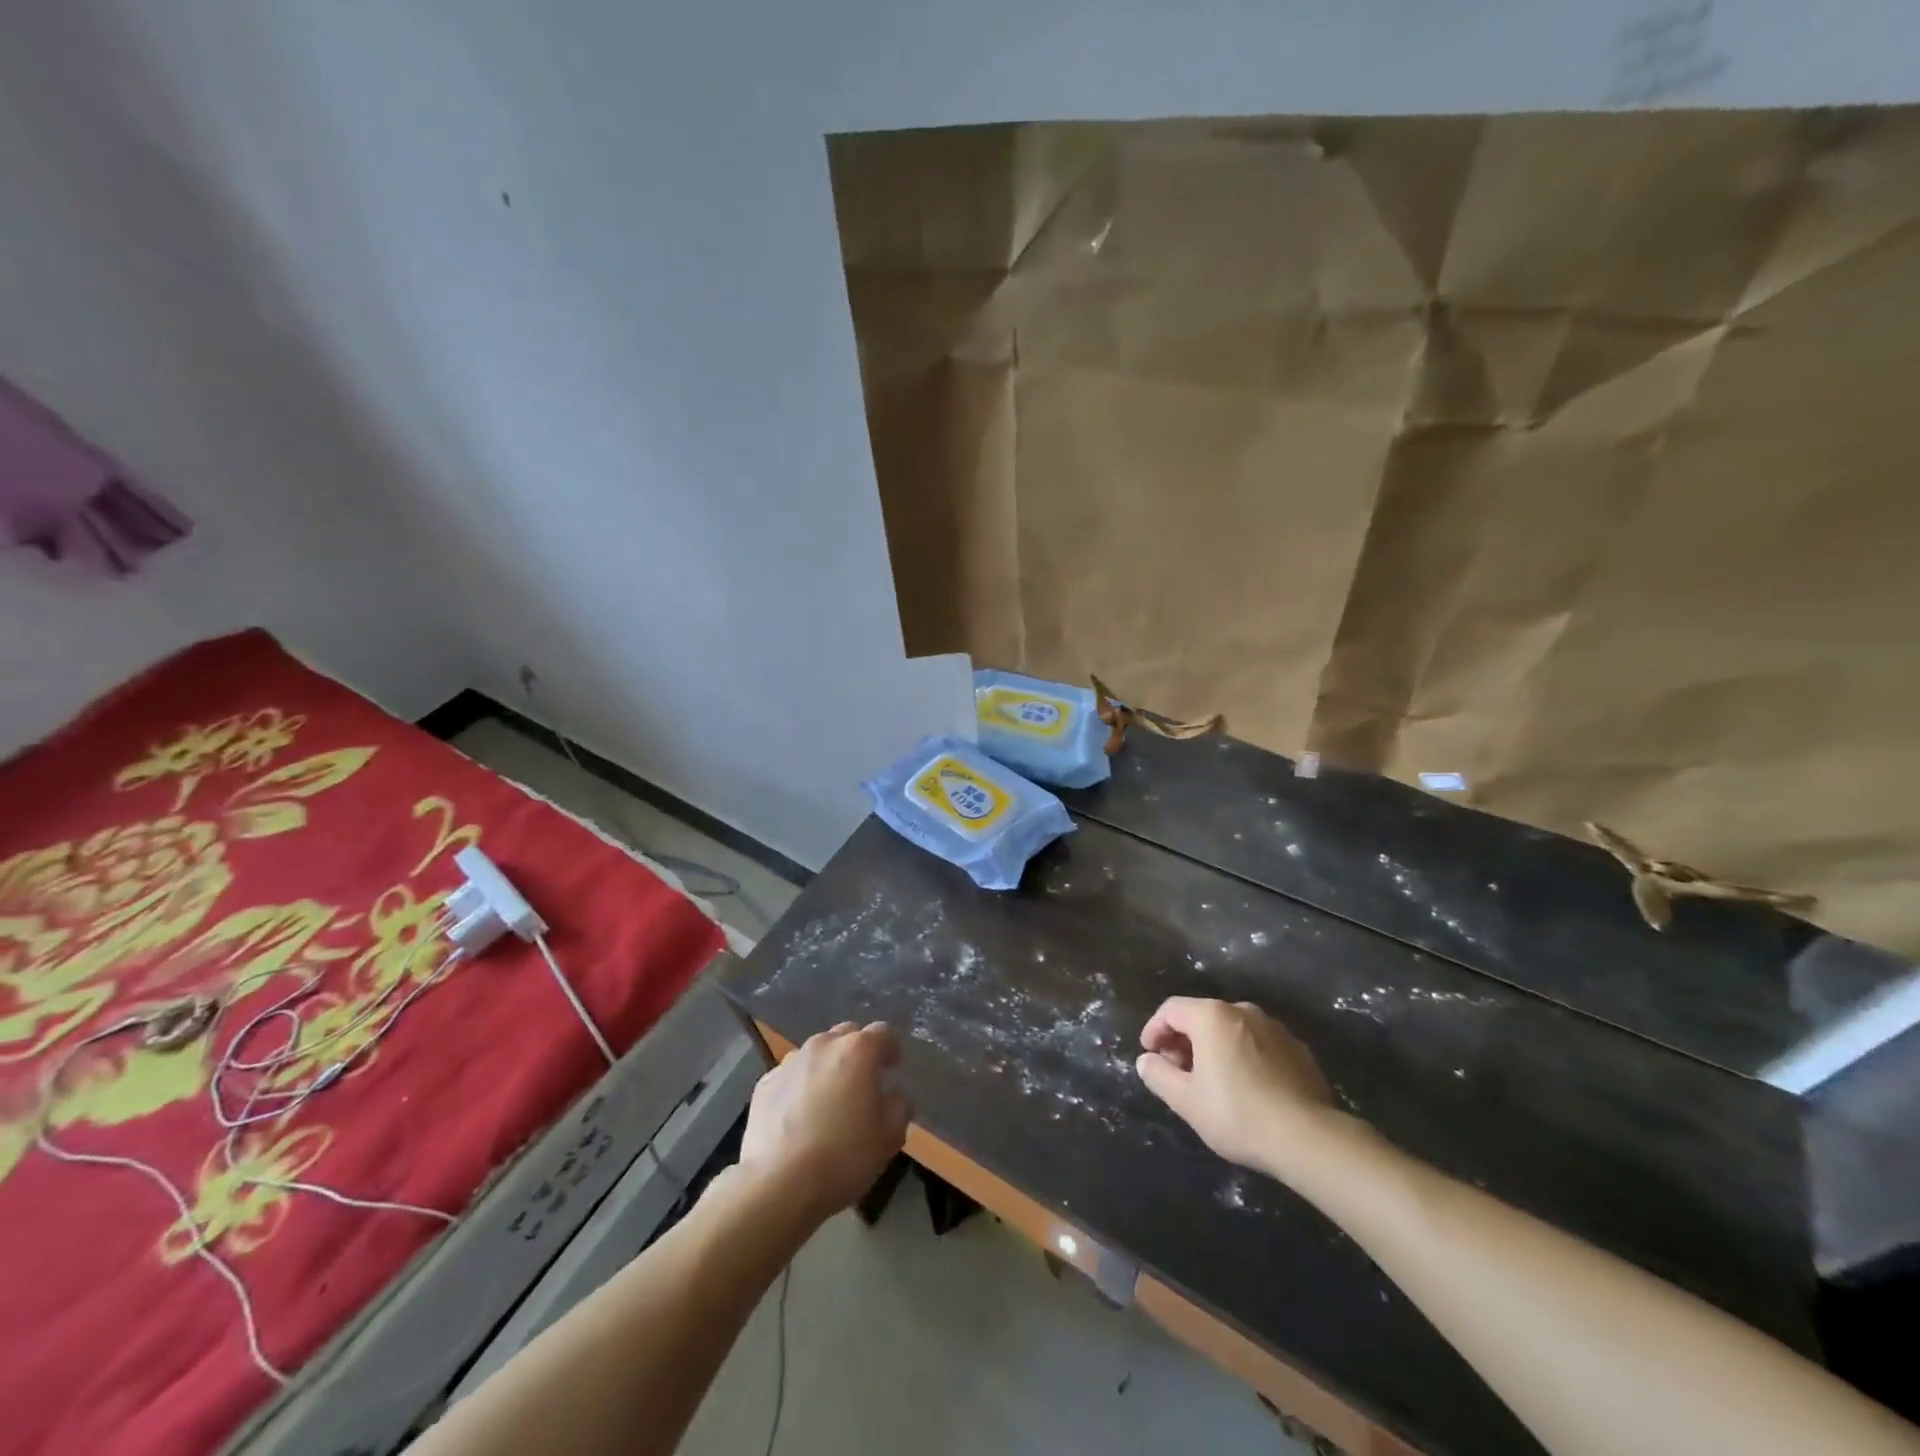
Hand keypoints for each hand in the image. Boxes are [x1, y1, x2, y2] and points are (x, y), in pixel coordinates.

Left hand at [740, 1022, 910, 1216]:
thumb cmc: (843, 1157)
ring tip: (828, 1102)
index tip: (892, 1071)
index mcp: (858, 1050)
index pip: (884, 1033)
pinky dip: (800, 1086)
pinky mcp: (765, 1083)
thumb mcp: (889, 1138)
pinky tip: (799, 1117)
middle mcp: (823, 1045)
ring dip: (828, 1067)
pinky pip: (792, 1075)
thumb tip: (893, 1095)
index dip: (892, 1050)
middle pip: (847, 1035)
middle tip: (862, 1085)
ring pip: (817, 1053)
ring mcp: (790, 1062)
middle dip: (858, 1053)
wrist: (777, 1184)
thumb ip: (899, 1106)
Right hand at [1136, 997, 1339, 1174]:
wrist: (1308, 1138)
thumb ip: (1158, 1075)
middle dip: (1184, 1040)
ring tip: (1212, 1081)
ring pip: (1232, 1030)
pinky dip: (1244, 1057)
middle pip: (1203, 1016)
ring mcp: (1275, 1028)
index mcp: (1212, 1016)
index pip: (1171, 1009)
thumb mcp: (1186, 1100)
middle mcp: (1243, 1010)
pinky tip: (1247, 1088)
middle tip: (1178, 1071)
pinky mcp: (1298, 1049)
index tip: (1150, 1055)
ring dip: (1215, 1048)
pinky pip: (1259, 1045)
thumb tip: (1147, 1061)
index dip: (1154, 1029)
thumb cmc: (1237, 1114)